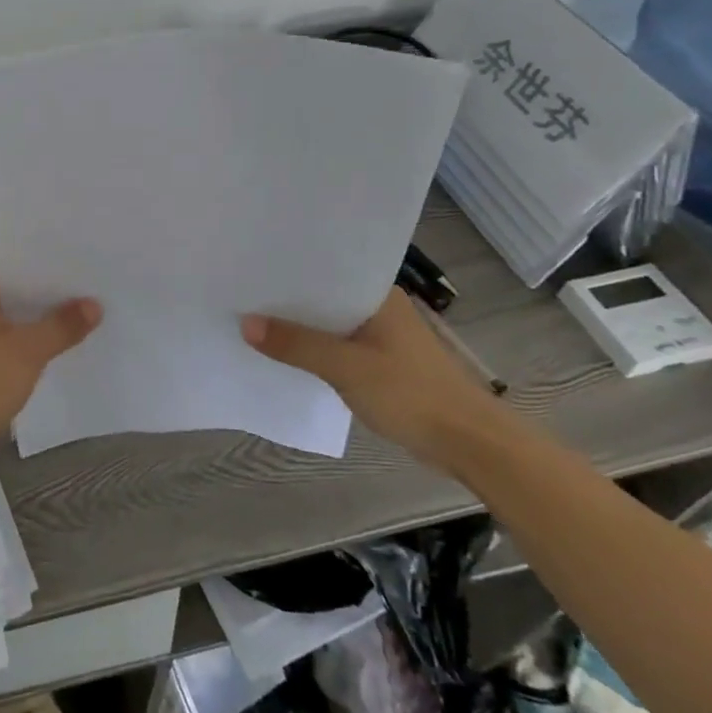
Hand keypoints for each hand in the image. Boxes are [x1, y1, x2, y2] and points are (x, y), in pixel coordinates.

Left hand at [0, 272, 100, 471]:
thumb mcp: (27, 351)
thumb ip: (62, 326)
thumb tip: (95, 304)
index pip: (21, 269)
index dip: (56, 273)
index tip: (91, 274)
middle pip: (20, 297)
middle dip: (54, 302)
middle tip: (100, 298)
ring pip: (16, 324)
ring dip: (44, 329)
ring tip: (90, 323)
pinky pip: (10, 348)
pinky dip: (31, 351)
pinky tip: (62, 354)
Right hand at [241, 289, 512, 472]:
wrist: (470, 444)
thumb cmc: (412, 395)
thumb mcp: (347, 368)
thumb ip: (297, 345)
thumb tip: (245, 323)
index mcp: (377, 294)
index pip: (325, 269)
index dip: (288, 270)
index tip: (250, 268)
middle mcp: (379, 307)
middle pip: (323, 296)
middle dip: (287, 299)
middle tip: (241, 293)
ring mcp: (382, 335)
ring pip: (329, 323)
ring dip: (300, 327)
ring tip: (253, 320)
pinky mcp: (382, 362)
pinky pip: (338, 346)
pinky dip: (315, 348)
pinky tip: (287, 354)